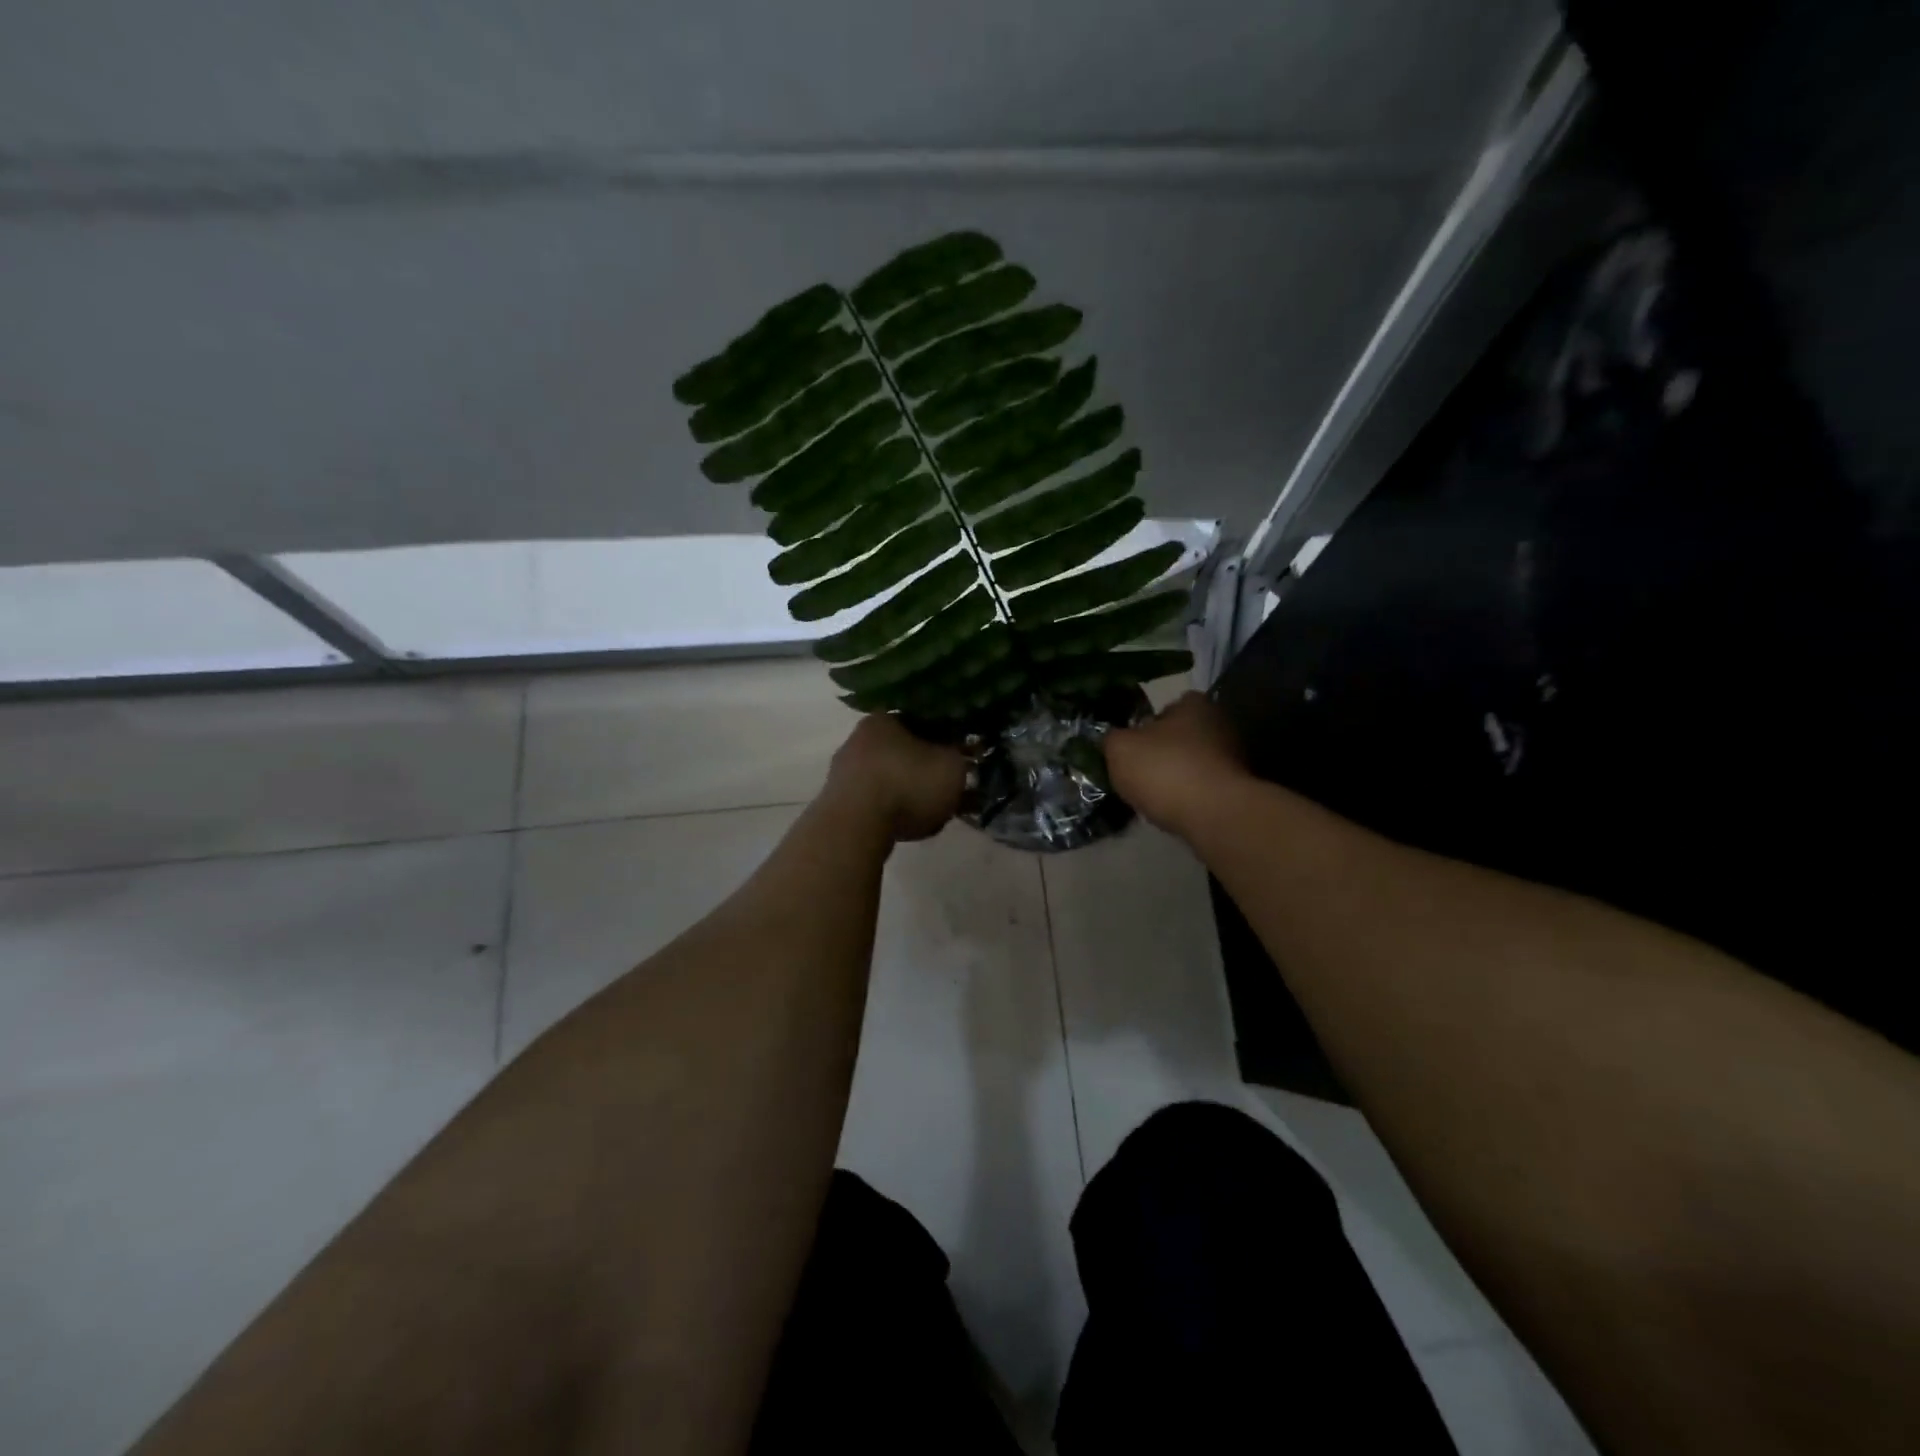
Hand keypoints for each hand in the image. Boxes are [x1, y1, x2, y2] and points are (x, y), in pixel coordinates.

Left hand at [822, 714, 970, 842]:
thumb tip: (960, 758)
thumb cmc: (908, 784)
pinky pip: (878, 803)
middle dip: (930, 769)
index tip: (964, 757)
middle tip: (953, 788)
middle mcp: (859, 739)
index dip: (947, 739)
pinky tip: (915, 827)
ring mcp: (844, 773)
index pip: (921, 721)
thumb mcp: (952, 766)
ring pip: (892, 779)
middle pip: (905, 752)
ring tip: (938, 813)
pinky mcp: (839, 804)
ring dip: (914, 793)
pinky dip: (897, 811)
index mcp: (884, 719)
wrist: (857, 826)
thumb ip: (960, 758)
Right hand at [1105, 692, 1248, 839]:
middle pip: (1180, 737)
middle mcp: (1220, 724)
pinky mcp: (1237, 789)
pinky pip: (1203, 789)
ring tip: (1153, 797)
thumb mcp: (1119, 749)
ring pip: (1192, 764)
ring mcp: (1233, 758)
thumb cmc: (1164, 770)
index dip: (1145, 726)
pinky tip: (1173, 811)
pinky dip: (1189, 797)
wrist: (1213, 816)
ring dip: (1175, 777)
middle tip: (1137, 773)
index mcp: (1194, 704)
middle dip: (1161, 753)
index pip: (1165, 708)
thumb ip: (1111, 738)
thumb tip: (1113, 739)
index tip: (1131, 747)